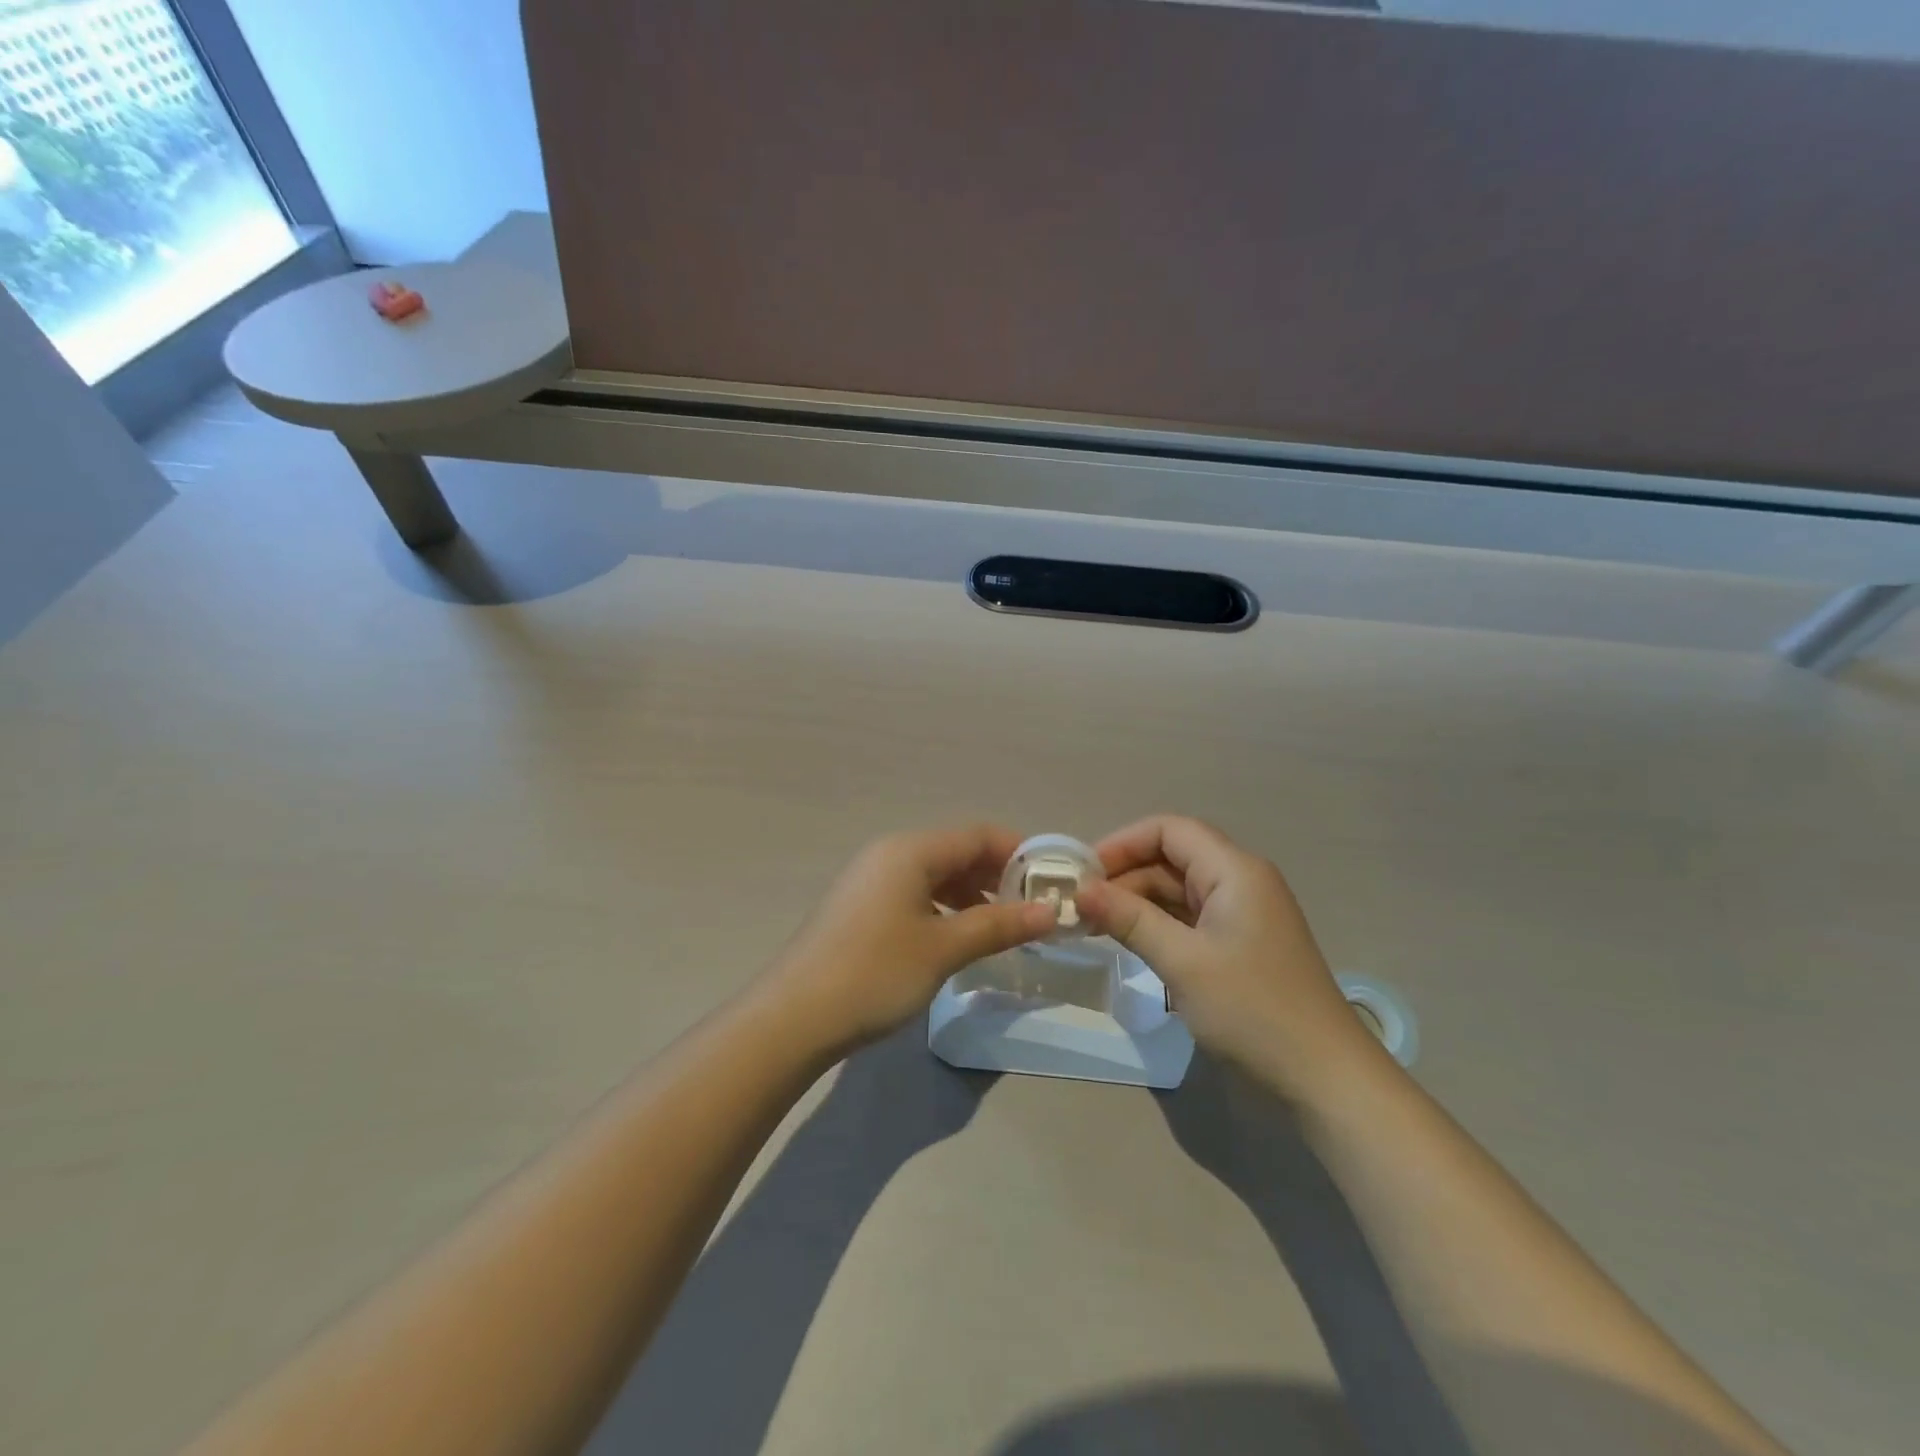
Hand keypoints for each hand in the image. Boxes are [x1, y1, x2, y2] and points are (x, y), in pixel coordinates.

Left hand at [761, 825, 1055, 1057]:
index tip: (1053, 878)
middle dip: (997, 875)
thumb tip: (1051, 913)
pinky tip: (959, 936)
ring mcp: (871, 880)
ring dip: (972, 894)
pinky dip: (944, 908)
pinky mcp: (861, 907)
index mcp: (910, 850)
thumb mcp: (944, 948)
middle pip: (956, 851)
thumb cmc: (876, 972)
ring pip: (935, 874)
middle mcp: (890, 853)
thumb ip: (999, 925)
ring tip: (1003, 926)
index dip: (1019, 851)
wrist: (794, 1016)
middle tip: (1033, 907)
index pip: (977, 834)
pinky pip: (915, 893)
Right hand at [1076, 815, 1376, 1095]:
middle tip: (1079, 905)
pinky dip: (1158, 925)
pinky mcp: (1240, 945)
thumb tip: (1081, 890)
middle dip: (1124, 876)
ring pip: (1178, 890)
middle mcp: (1240, 881)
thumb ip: (1129, 919)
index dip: (1122, 843)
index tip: (1082, 872)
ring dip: (1137, 902)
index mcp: (1234, 870)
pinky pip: (1190, 919)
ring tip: (1093, 925)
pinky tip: (1129, 943)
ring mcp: (1242, 915)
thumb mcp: (1182, 962)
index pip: (1169, 830)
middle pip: (1172, 858)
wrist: (1325, 1078)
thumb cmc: (1252, 1010)